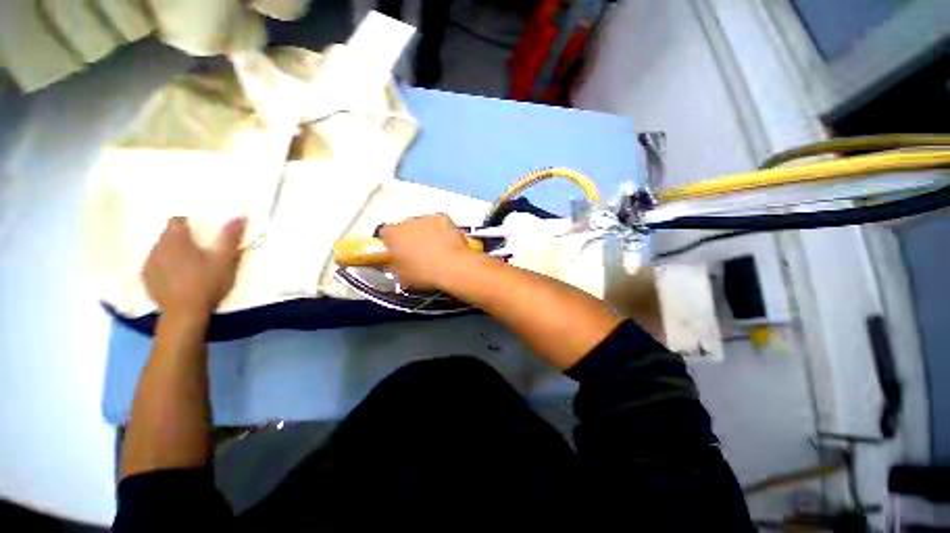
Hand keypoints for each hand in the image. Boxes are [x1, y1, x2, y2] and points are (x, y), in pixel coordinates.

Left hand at [143, 216, 246, 316]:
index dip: (191, 221)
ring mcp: (149, 264)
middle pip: (169, 234)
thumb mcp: (224, 260)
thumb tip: (240, 215)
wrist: (184, 314)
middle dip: (183, 237)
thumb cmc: (206, 283)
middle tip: (201, 249)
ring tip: (190, 264)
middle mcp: (157, 247)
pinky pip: (156, 264)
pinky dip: (166, 265)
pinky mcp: (146, 279)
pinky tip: (178, 276)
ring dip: (174, 251)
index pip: (178, 219)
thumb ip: (229, 237)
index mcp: (175, 239)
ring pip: (161, 249)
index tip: (204, 230)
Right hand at [379, 214, 477, 289]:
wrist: (450, 267)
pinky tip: (445, 243)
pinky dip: (442, 230)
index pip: (385, 233)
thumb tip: (396, 265)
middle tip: (417, 252)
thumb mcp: (402, 276)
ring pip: (423, 224)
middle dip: (410, 237)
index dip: (391, 243)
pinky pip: (439, 223)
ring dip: (426, 233)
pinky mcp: (443, 218)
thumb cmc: (426, 273)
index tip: (396, 250)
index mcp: (392, 235)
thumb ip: (395, 265)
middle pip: (405, 227)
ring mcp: (426, 218)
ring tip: (434, 250)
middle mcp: (407, 222)